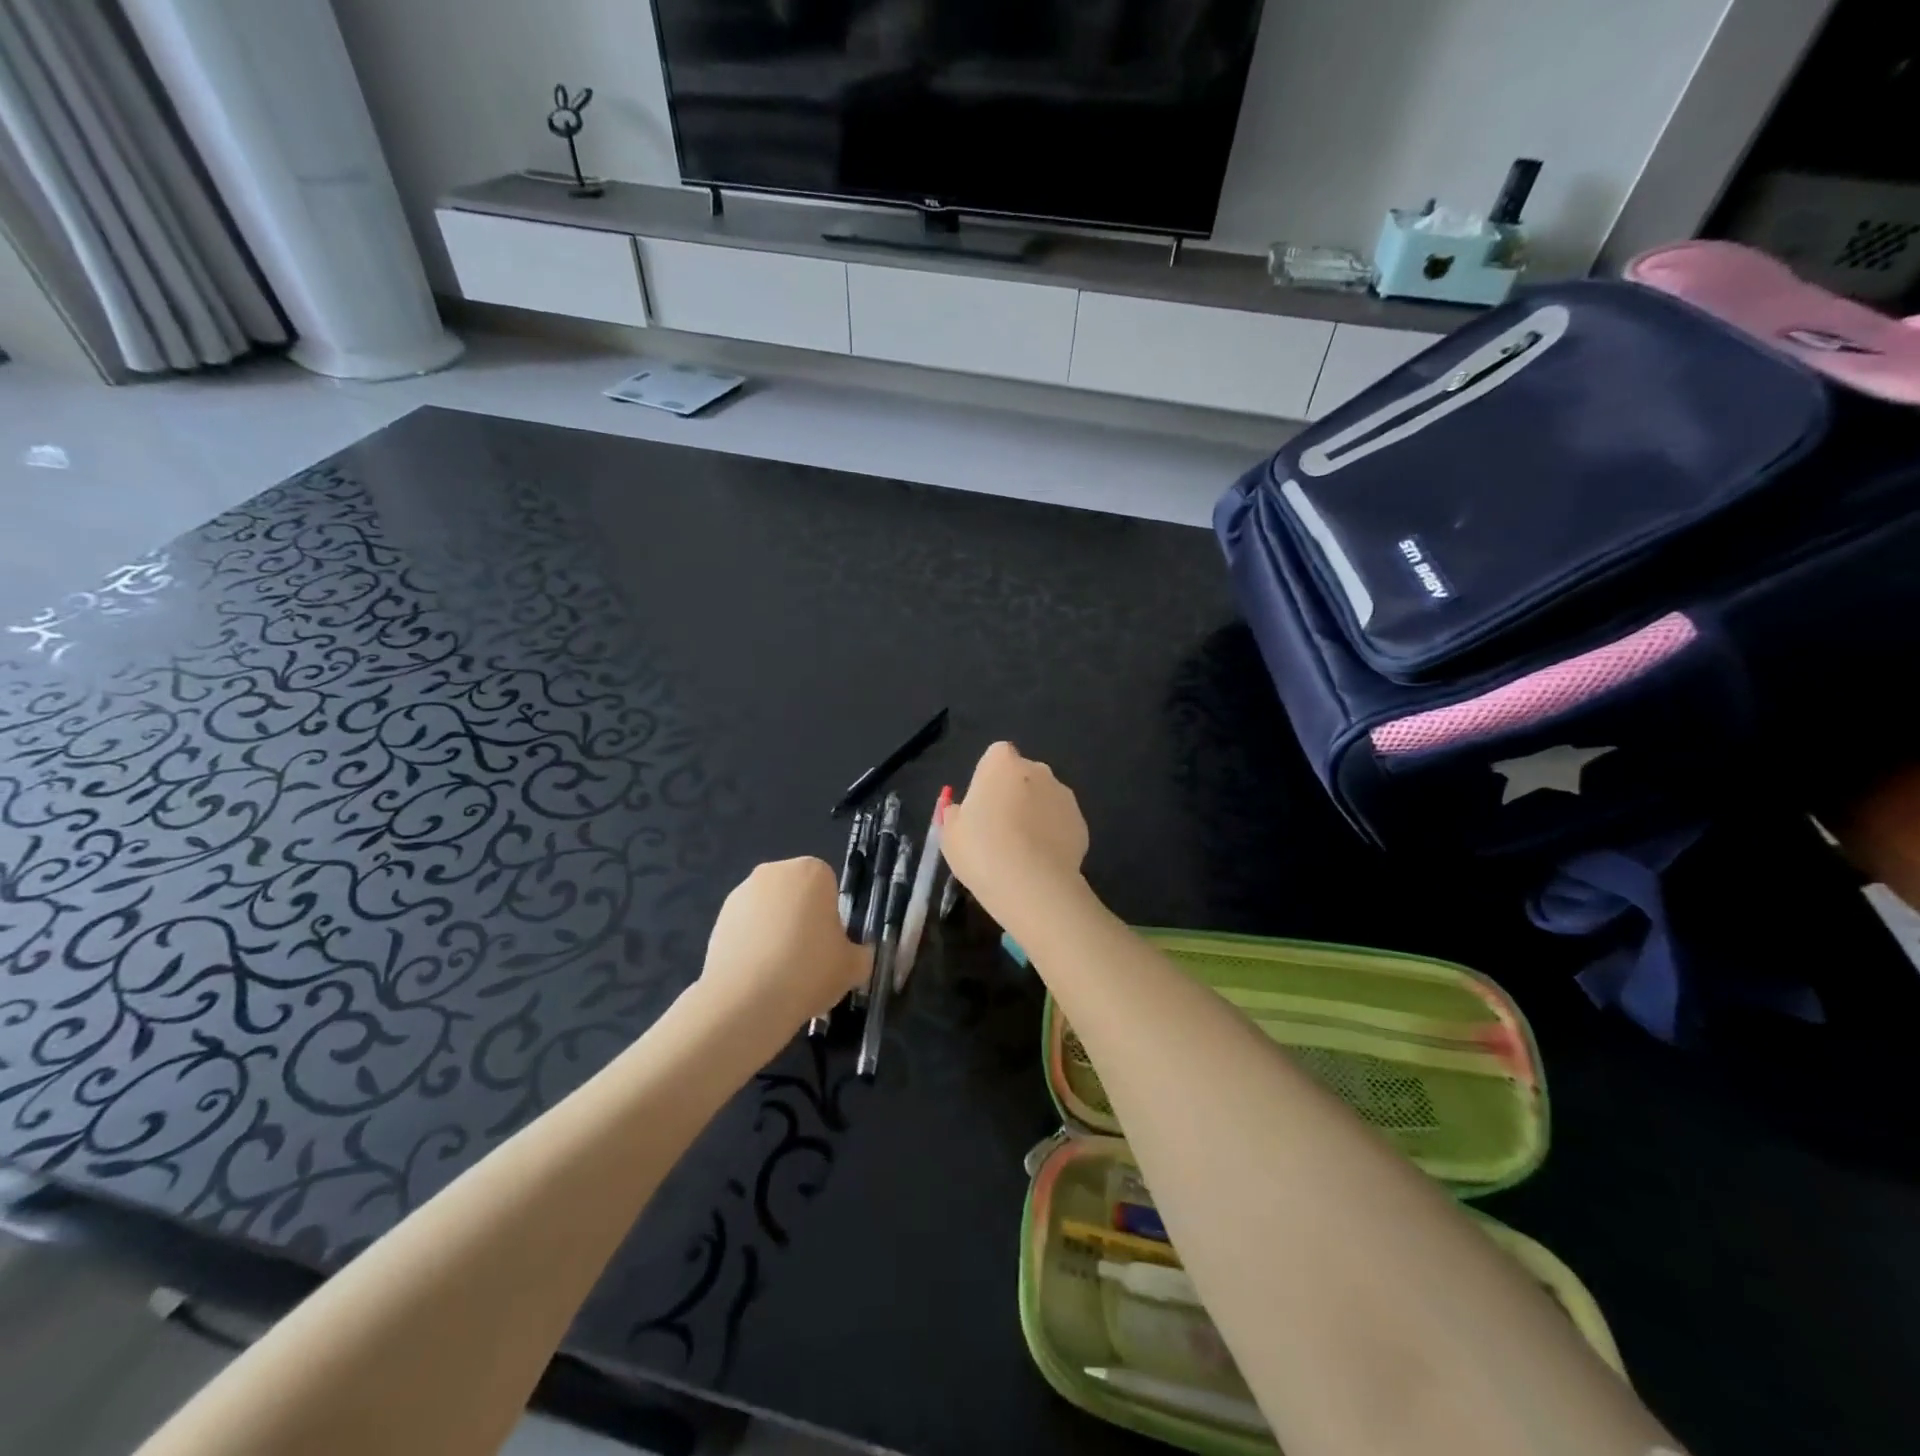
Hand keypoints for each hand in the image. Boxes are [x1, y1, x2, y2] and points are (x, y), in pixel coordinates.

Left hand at [699, 858, 868, 1047]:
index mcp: (812, 871)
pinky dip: (752, 946)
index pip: (828, 886)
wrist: (747, 1001)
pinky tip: (757, 977)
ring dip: (775, 932)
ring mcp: (742, 894)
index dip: (831, 917)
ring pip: (769, 911)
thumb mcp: (853, 967)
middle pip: (796, 894)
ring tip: (779, 974)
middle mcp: (774, 872)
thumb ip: (861, 954)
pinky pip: (746, 928)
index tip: (830, 945)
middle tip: (807, 959)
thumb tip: (857, 955)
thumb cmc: (809, 971)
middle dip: (801, 919)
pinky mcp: (718, 919)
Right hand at [941, 742, 1089, 926]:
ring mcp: (1064, 795)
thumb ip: (956, 814)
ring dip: (1035, 814)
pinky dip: (1052, 835)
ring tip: (1022, 851)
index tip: (981, 806)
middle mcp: (1037, 770)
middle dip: (1014, 794)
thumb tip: (963, 812)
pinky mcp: (1081, 822)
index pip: (996, 756)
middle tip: (999, 829)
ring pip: (1044, 798)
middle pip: (1023, 775)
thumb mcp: (950, 833)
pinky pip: (1060, 823)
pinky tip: (1040, 861)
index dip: (988, 780)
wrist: (1031, 885)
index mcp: (1002, 763)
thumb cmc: (981, 850)